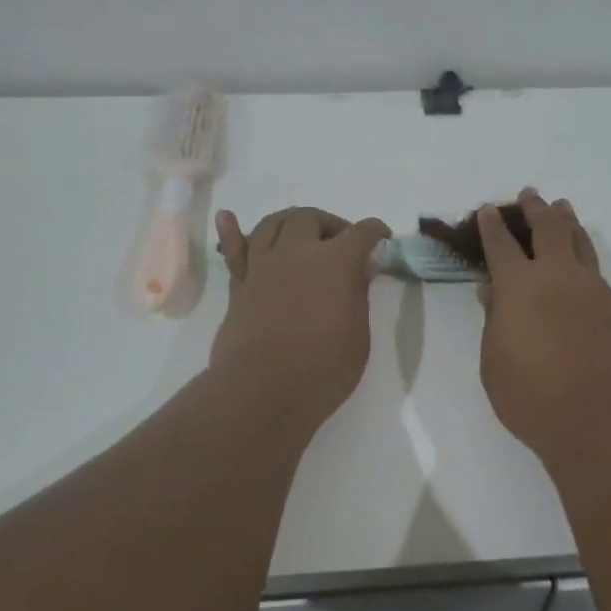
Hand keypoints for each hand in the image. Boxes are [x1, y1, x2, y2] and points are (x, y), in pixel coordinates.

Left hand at [211, 206, 390, 426]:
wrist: (263, 392)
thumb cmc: (323, 369)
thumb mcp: (358, 335)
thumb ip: (357, 295)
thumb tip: (358, 272)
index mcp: (335, 262)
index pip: (361, 233)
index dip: (375, 232)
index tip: (381, 238)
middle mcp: (296, 253)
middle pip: (311, 218)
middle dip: (330, 225)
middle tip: (341, 245)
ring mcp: (263, 266)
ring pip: (273, 224)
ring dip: (291, 223)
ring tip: (302, 237)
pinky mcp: (239, 285)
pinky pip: (234, 250)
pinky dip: (232, 232)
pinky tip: (228, 218)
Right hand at [477, 189, 610, 456]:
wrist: (599, 417)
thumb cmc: (531, 395)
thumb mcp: (494, 361)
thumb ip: (494, 321)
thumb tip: (493, 292)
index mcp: (519, 285)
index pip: (501, 245)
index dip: (492, 226)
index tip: (487, 210)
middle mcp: (557, 276)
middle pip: (548, 229)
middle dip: (536, 209)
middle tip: (530, 195)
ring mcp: (591, 289)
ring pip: (579, 241)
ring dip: (567, 222)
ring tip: (562, 209)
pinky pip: (595, 267)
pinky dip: (584, 252)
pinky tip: (581, 260)